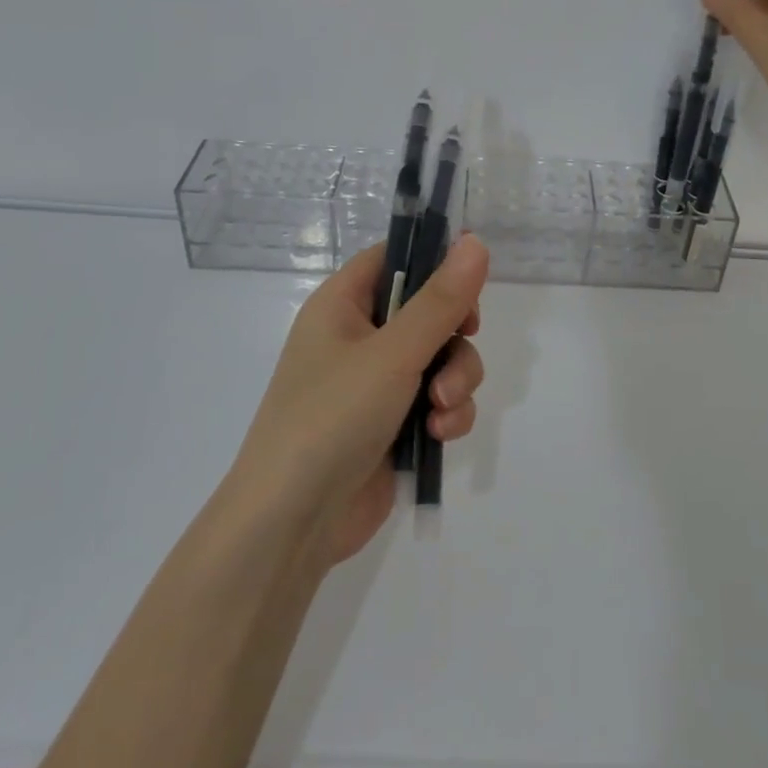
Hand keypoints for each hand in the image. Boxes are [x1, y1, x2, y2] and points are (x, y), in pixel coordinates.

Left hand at [230, 234, 490, 564]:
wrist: (291, 525)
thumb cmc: (332, 417)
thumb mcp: (393, 353)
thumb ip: (440, 300)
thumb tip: (476, 242)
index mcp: (342, 305)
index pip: (394, 258)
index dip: (435, 259)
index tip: (473, 273)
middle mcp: (359, 338)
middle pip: (429, 310)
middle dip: (455, 334)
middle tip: (463, 341)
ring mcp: (376, 384)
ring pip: (441, 359)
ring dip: (456, 379)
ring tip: (442, 407)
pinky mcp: (393, 424)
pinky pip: (437, 401)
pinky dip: (447, 413)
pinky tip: (440, 434)